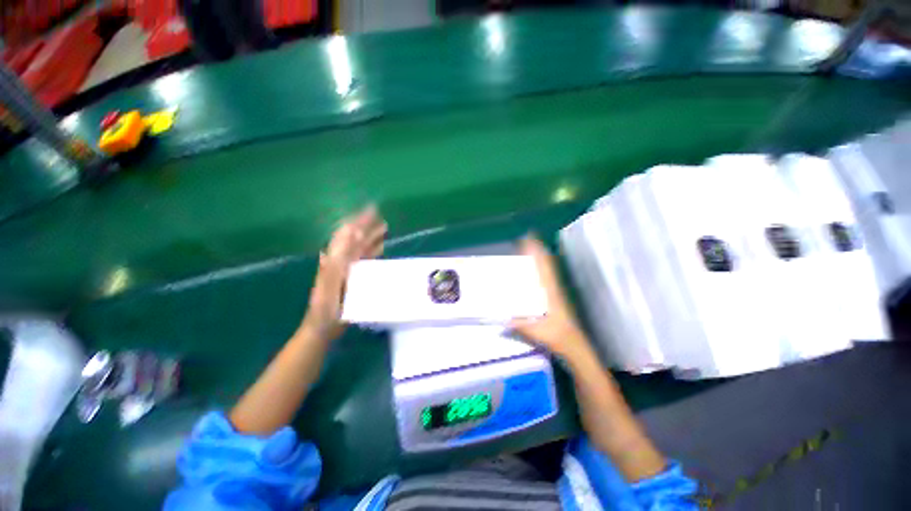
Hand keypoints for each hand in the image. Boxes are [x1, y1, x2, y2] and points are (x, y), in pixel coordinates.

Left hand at [302, 206, 386, 339]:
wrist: (323, 326)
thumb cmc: (327, 308)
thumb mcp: (330, 286)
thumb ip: (337, 263)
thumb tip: (347, 241)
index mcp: (335, 259)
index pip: (348, 235)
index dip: (359, 222)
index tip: (372, 210)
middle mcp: (341, 259)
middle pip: (355, 238)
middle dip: (367, 226)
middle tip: (381, 217)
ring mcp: (347, 267)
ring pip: (361, 247)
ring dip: (371, 236)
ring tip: (384, 227)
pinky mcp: (352, 275)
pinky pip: (364, 259)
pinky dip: (372, 250)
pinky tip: (381, 247)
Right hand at [510, 236, 591, 362]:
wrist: (573, 345)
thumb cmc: (556, 337)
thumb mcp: (535, 332)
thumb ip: (518, 326)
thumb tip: (501, 319)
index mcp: (549, 292)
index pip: (542, 267)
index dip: (536, 252)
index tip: (528, 239)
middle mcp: (553, 288)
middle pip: (546, 264)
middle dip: (537, 251)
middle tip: (525, 240)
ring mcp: (555, 292)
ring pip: (548, 270)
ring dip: (539, 258)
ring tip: (529, 249)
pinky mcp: (555, 297)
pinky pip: (547, 277)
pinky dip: (541, 268)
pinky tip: (535, 270)